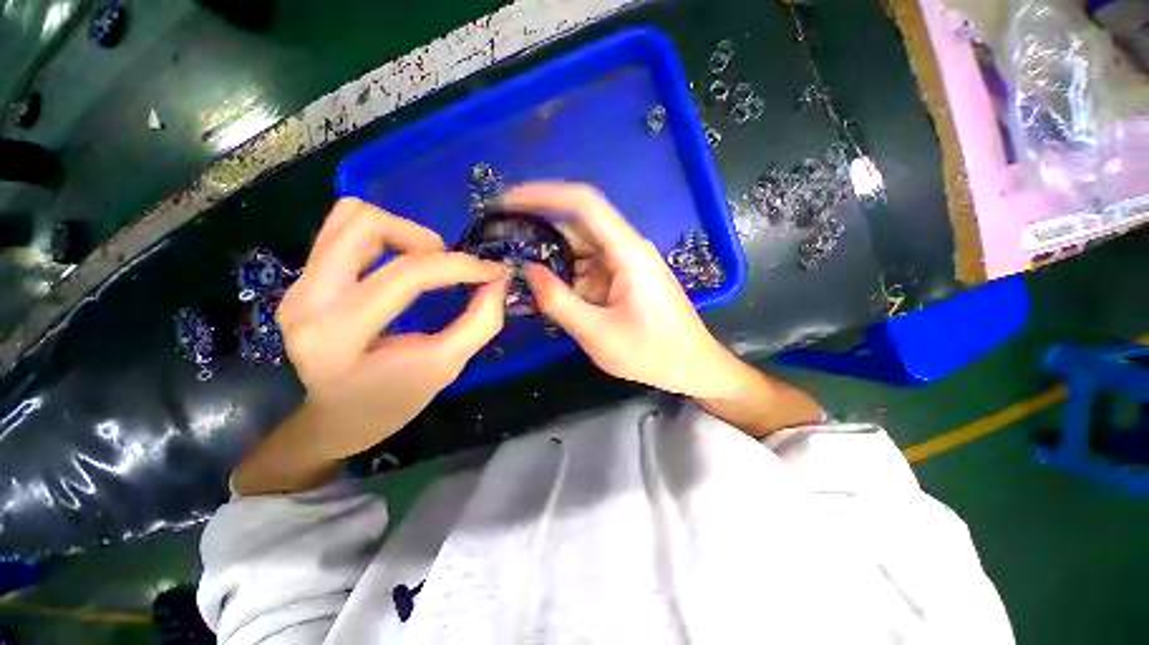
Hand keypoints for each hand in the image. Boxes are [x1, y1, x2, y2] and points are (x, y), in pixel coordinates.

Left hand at [273, 198, 507, 461]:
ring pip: (350, 217)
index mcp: (340, 334)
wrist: (331, 419)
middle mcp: (308, 298)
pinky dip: (383, 235)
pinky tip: (400, 262)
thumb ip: (479, 322)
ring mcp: (299, 284)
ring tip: (426, 262)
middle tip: (448, 266)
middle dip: (424, 238)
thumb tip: (499, 280)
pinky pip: (342, 230)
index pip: (406, 274)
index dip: (460, 266)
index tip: (492, 272)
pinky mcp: (303, 279)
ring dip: (402, 231)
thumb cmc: (389, 403)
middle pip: (366, 224)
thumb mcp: (444, 367)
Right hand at [502, 183, 744, 398]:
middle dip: (539, 227)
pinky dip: (567, 274)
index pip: (583, 203)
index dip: (542, 194)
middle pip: (578, 224)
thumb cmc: (652, 353)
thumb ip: (558, 301)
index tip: (506, 201)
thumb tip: (527, 270)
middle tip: (502, 239)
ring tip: (517, 265)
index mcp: (627, 252)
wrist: (693, 367)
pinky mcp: (625, 278)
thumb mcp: (598, 334)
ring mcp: (627, 263)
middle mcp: (627, 248)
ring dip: (552, 255)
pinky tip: (548, 288)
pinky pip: (590, 267)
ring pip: (582, 247)